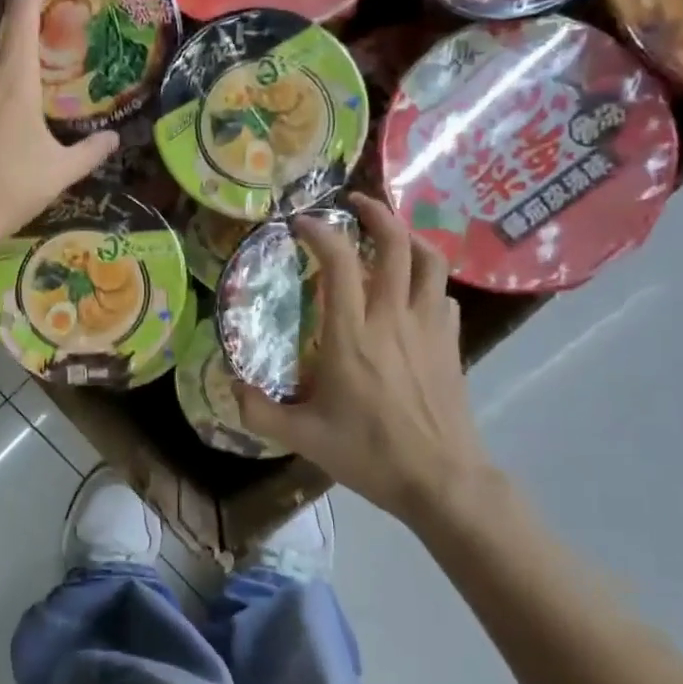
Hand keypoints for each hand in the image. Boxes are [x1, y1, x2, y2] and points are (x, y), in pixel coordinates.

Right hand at [237, 193, 503, 534]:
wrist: (441, 480)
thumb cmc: (369, 454)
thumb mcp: (302, 437)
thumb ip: (259, 410)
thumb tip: (230, 385)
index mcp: (352, 334)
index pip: (340, 262)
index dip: (320, 232)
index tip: (301, 223)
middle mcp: (392, 318)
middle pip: (396, 244)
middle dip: (376, 213)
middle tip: (354, 203)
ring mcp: (429, 327)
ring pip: (430, 261)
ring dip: (410, 237)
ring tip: (390, 234)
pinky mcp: (451, 342)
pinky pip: (443, 294)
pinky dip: (428, 280)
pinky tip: (413, 292)